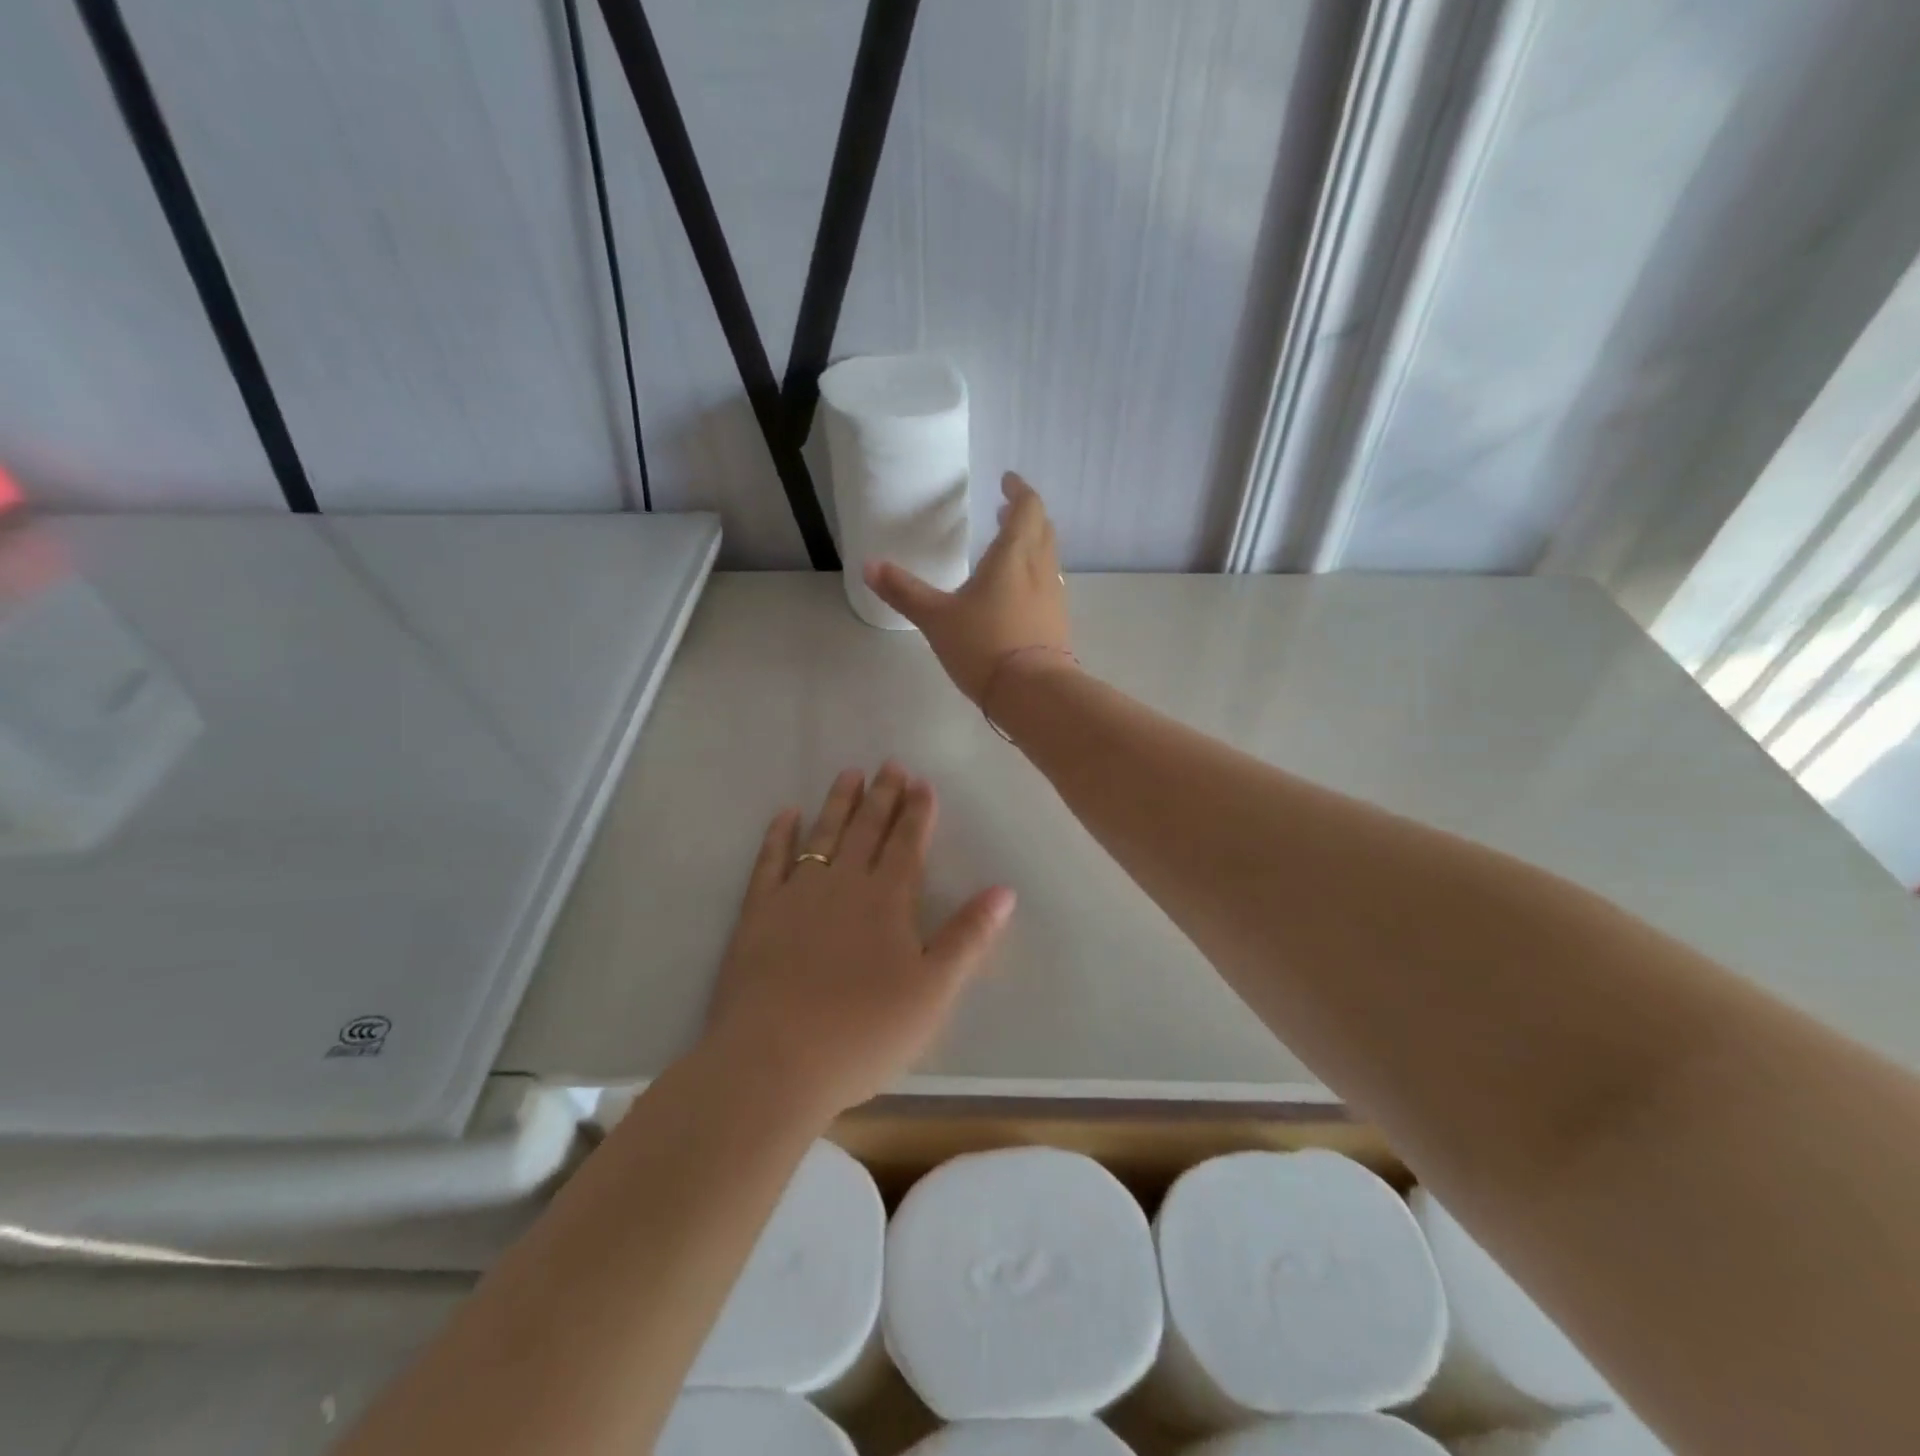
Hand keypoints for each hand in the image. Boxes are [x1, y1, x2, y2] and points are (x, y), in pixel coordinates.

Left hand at [704, 764, 1015, 1117]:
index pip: (907, 845)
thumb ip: (968, 937)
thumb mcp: (933, 991)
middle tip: (890, 764)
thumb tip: (1004, 890)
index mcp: (887, 901)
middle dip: (882, 796)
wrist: (774, 1060)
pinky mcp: (757, 914)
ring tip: (848, 774)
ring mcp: (796, 895)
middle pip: (867, 830)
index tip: (921, 782)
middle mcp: (843, 884)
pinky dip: (779, 835)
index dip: (917, 812)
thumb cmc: (864, 1031)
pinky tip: (786, 815)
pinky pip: (770, 862)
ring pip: (822, 836)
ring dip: (838, 804)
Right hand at [864, 472, 1072, 705]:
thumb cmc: (984, 645)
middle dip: (1026, 514)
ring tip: (1009, 548)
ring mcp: (1054, 597)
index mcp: (1014, 555)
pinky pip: (1049, 584)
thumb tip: (869, 566)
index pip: (1027, 507)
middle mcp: (1041, 569)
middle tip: (1005, 510)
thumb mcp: (936, 618)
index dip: (1019, 490)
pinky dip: (1035, 573)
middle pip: (1042, 528)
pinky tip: (1017, 592)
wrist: (1033, 693)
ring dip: (1033, 543)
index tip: (1006, 482)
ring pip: (1048, 557)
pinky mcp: (1057, 623)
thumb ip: (904, 591)